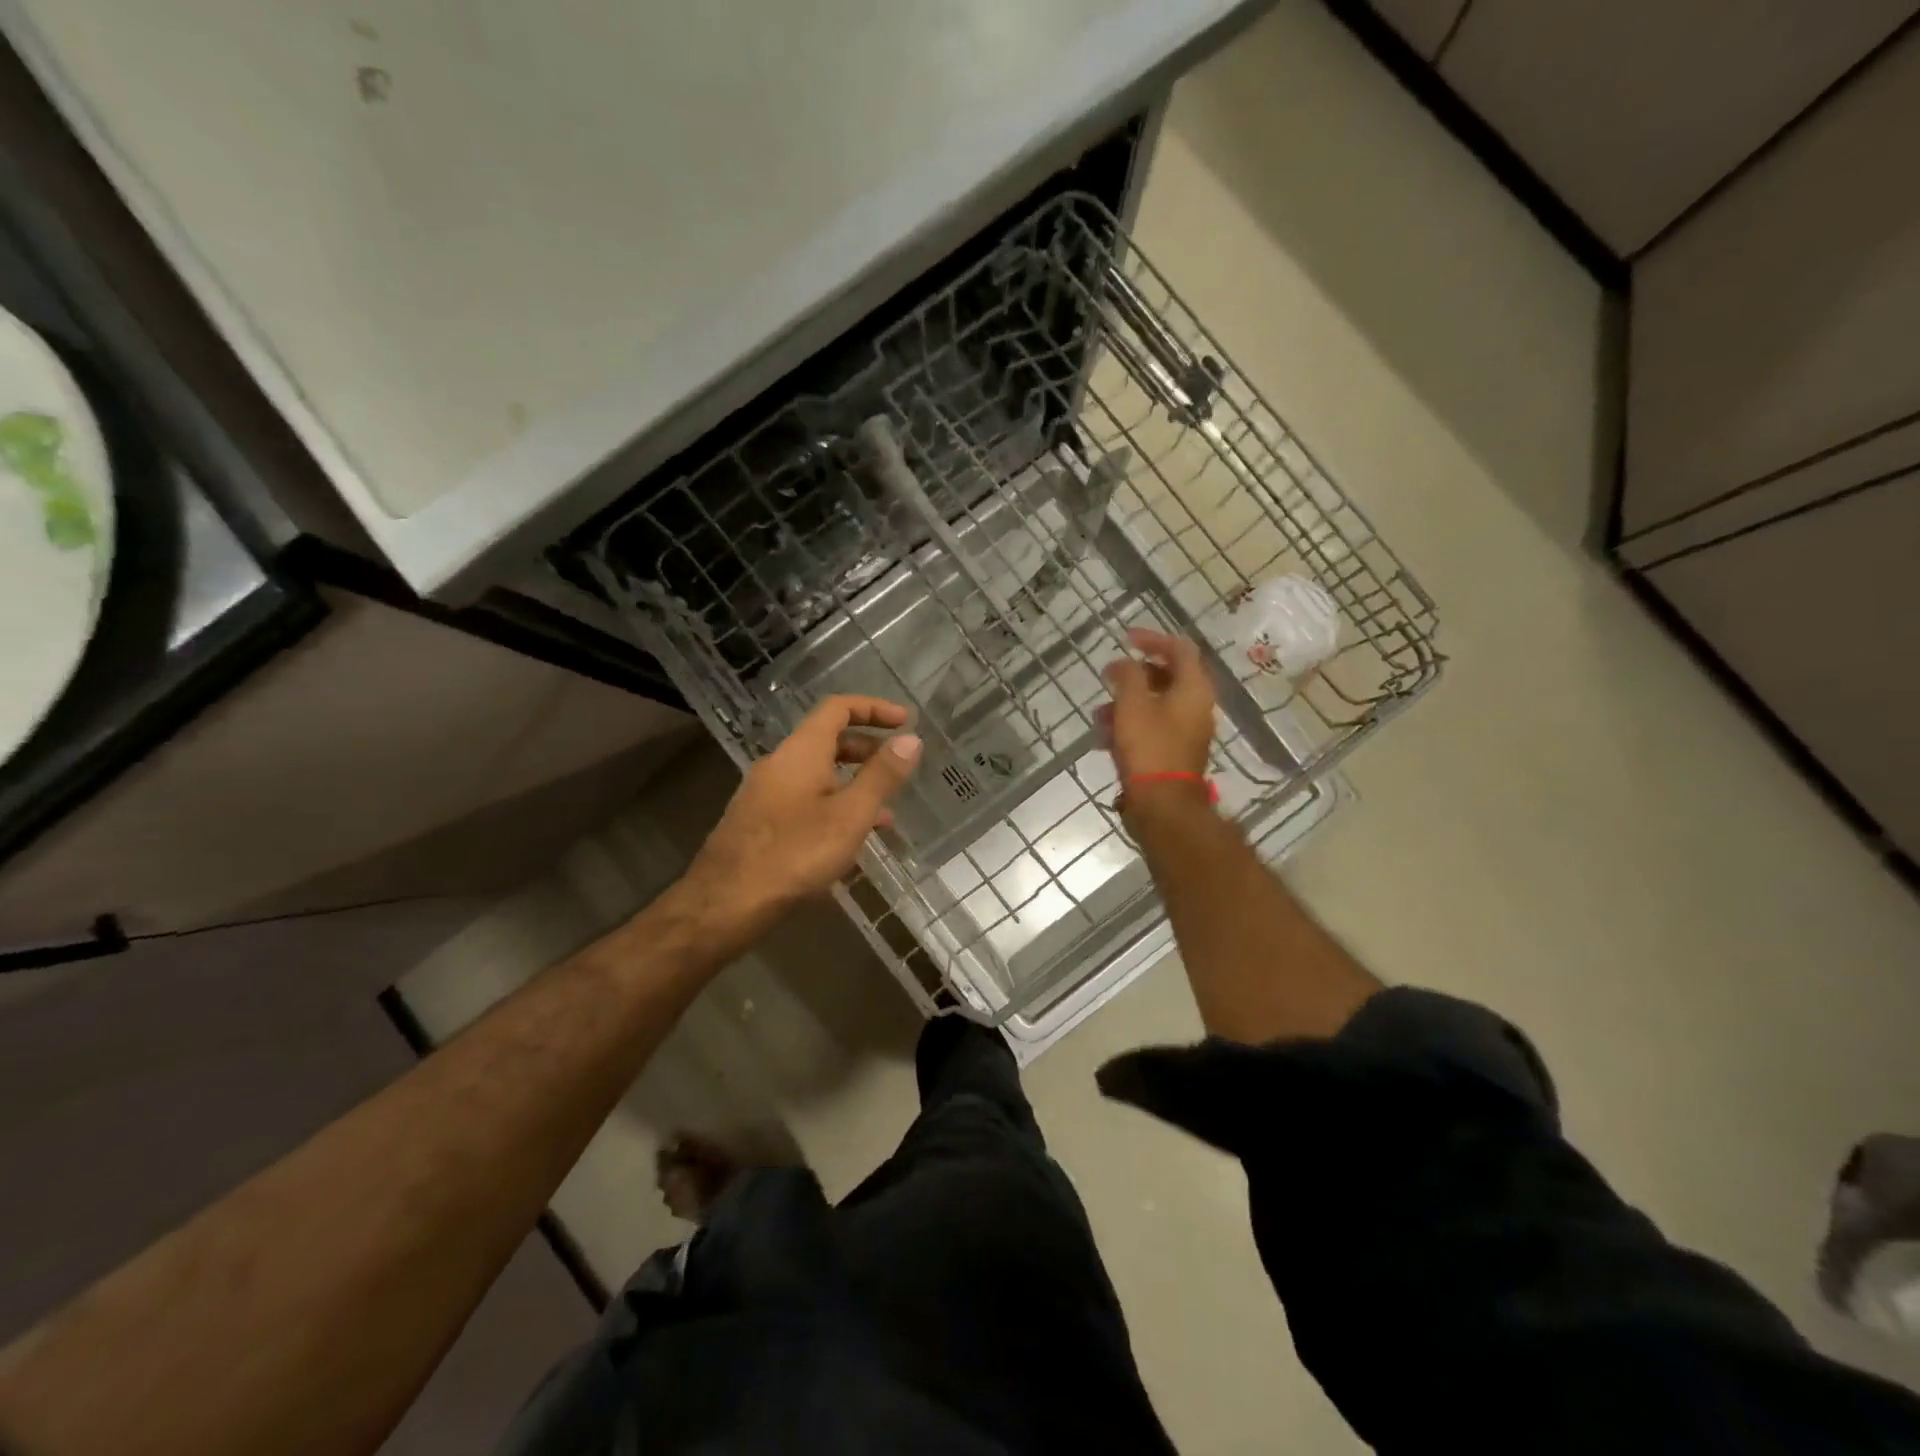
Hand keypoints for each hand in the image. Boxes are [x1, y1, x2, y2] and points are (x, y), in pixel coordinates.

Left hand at [673, 696, 921, 947]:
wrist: (726, 902)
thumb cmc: (795, 854)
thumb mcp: (850, 815)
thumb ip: (882, 776)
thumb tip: (910, 739)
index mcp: (801, 752)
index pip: (838, 708)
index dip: (874, 708)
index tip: (905, 721)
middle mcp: (779, 764)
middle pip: (827, 740)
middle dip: (867, 748)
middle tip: (898, 767)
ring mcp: (765, 793)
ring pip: (817, 774)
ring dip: (852, 783)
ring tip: (885, 811)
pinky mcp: (760, 821)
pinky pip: (804, 799)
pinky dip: (833, 805)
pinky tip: (850, 840)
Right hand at [1100, 628, 1215, 806]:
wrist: (1163, 806)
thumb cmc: (1149, 748)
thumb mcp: (1133, 704)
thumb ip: (1127, 676)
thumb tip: (1123, 664)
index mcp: (1194, 689)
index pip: (1180, 649)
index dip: (1152, 639)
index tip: (1125, 639)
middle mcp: (1196, 707)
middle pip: (1166, 677)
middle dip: (1132, 677)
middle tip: (1107, 678)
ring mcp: (1186, 732)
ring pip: (1154, 705)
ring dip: (1125, 705)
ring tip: (1098, 717)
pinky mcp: (1173, 753)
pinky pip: (1151, 729)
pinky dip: (1129, 727)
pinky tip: (1104, 740)